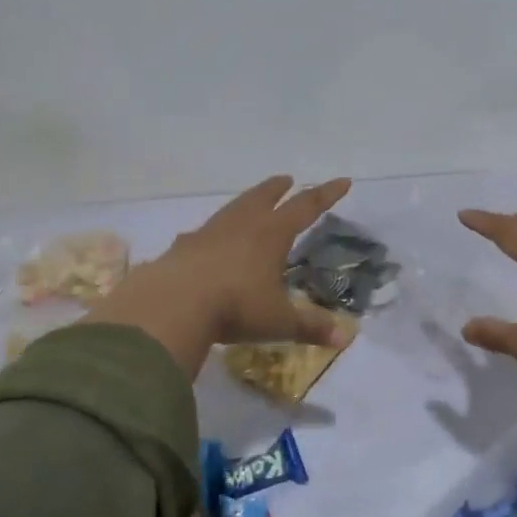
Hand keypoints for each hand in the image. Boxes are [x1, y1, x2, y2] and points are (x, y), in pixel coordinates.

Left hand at [86, 176, 354, 376]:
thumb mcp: (279, 321)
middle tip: (287, 179)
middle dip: (278, 188)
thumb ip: (310, 327)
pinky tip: (206, 239)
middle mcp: (241, 225)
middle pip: (263, 198)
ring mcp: (208, 233)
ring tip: (250, 202)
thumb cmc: (236, 307)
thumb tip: (344, 337)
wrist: (172, 305)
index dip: (326, 195)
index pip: (306, 207)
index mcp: (271, 235)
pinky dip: (212, 232)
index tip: (342, 181)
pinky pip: (202, 232)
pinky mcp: (181, 248)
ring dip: (245, 202)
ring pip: (232, 209)